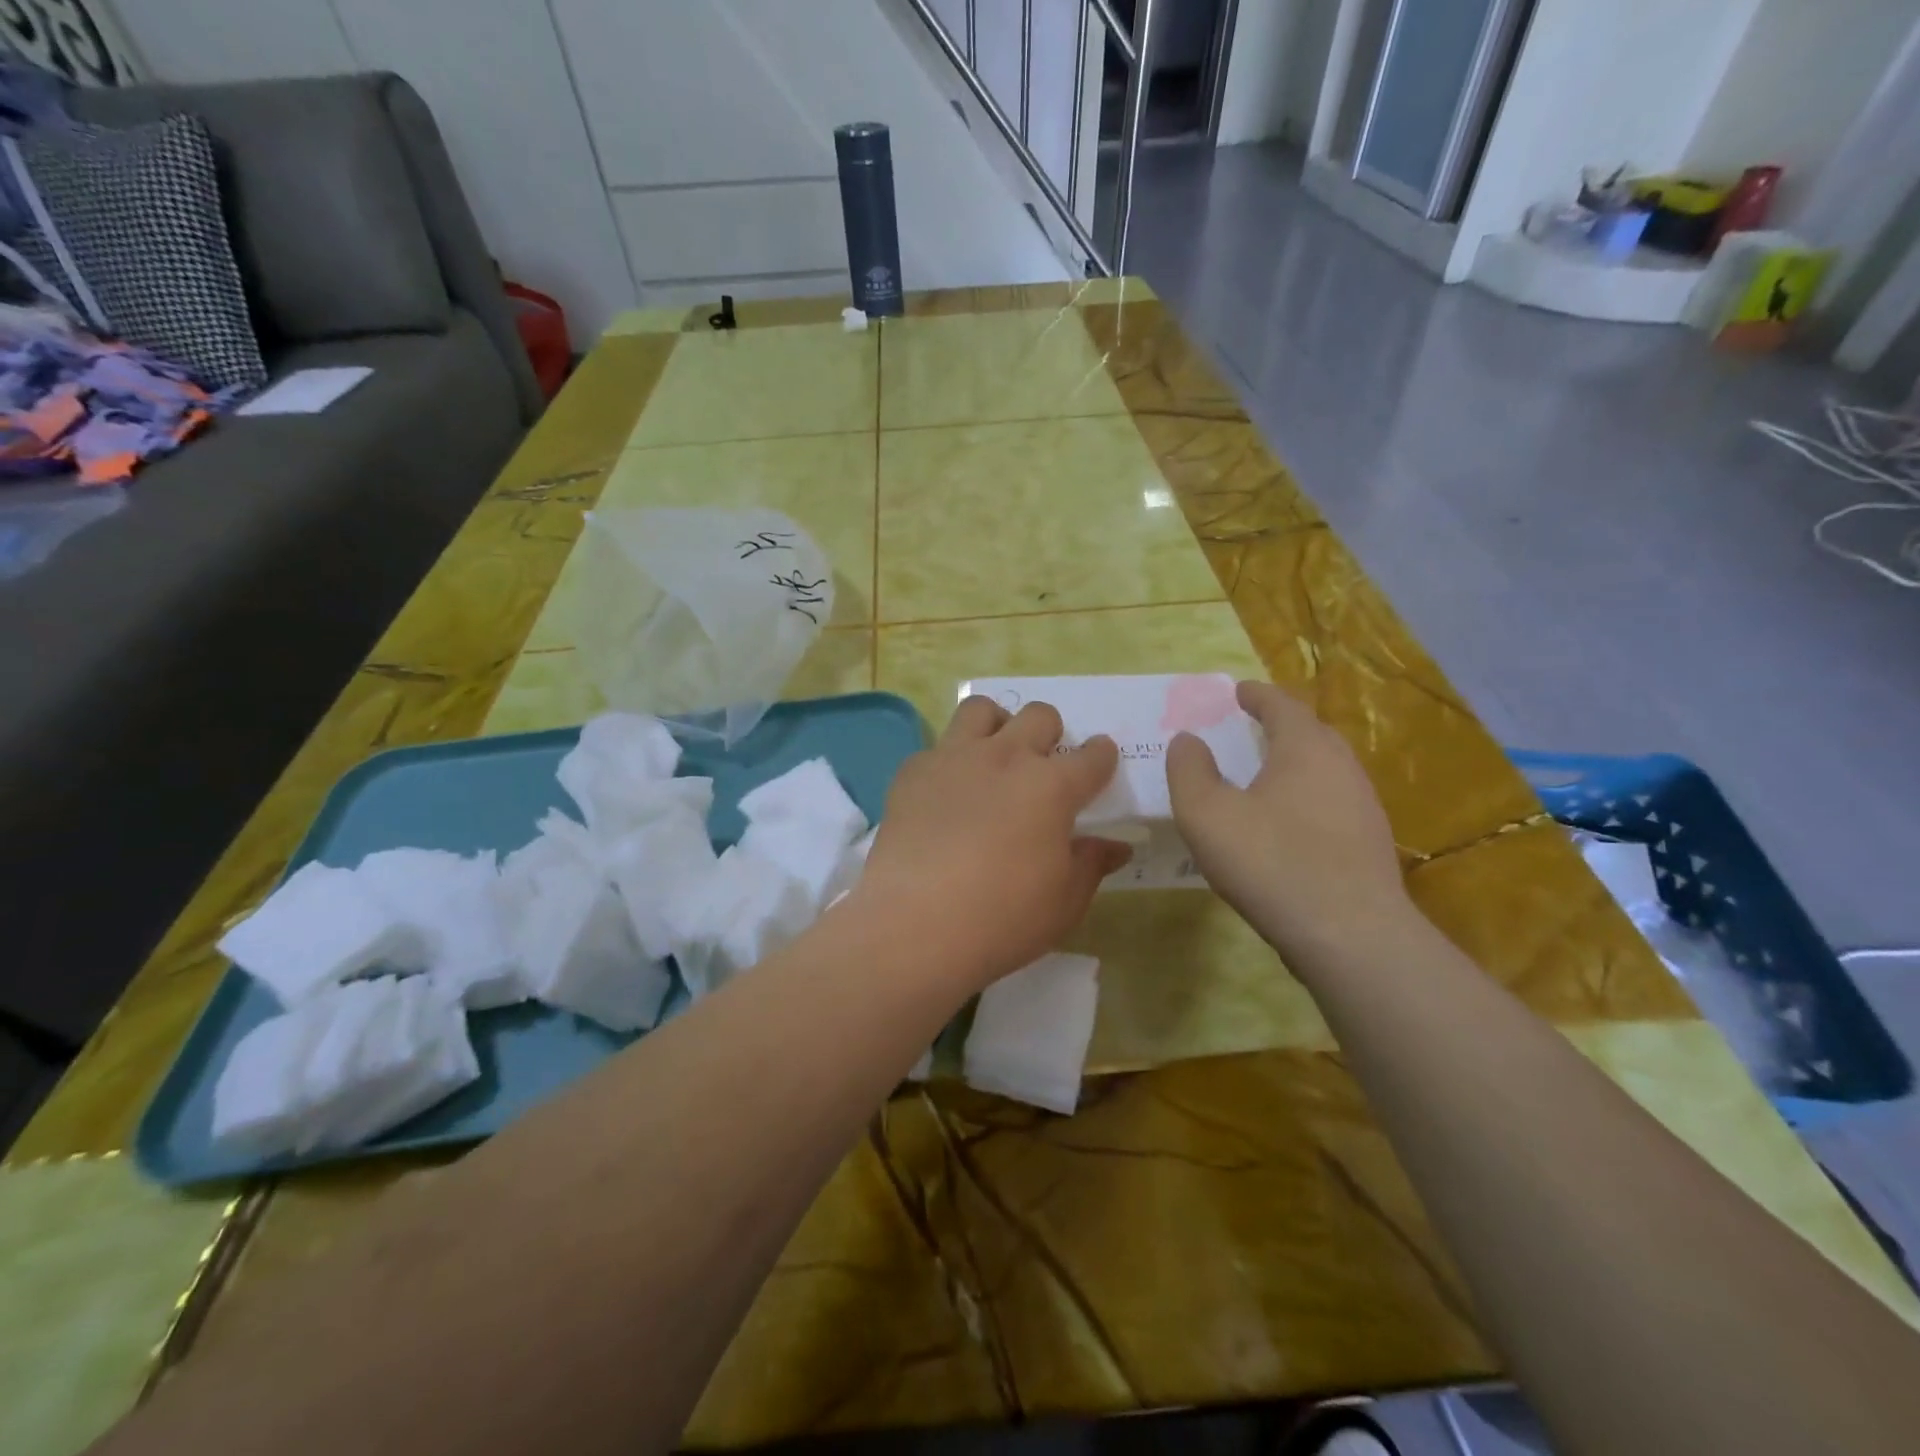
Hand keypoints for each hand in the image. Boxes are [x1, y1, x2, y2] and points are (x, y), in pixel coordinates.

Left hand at [855, 697, 1130, 992]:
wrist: (914, 923)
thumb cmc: (1003, 918)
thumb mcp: (1064, 903)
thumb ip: (1091, 865)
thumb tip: (1116, 846)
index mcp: (1052, 786)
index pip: (1092, 756)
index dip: (1101, 756)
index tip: (1099, 763)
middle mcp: (1006, 757)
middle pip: (1039, 716)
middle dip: (1050, 733)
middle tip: (1043, 765)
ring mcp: (955, 757)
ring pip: (982, 709)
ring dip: (997, 725)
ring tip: (993, 756)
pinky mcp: (913, 771)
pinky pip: (937, 746)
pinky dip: (949, 761)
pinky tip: (945, 793)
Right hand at [1166, 681, 1410, 961]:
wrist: (1350, 935)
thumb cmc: (1271, 862)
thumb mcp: (1206, 814)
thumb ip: (1189, 770)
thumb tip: (1187, 740)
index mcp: (1304, 748)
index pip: (1281, 705)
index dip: (1257, 695)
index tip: (1237, 691)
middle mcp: (1341, 766)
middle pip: (1310, 732)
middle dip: (1280, 724)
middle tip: (1250, 726)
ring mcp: (1362, 805)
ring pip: (1324, 768)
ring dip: (1294, 762)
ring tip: (1264, 773)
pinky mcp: (1368, 843)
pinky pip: (1331, 801)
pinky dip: (1305, 795)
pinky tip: (1286, 822)